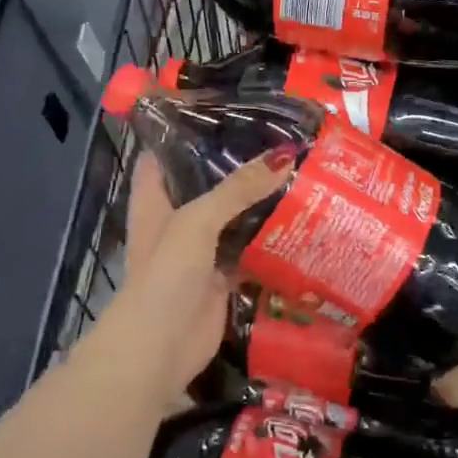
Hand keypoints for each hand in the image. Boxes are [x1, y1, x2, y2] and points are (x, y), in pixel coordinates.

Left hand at [77, 150, 292, 411]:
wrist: (158, 350)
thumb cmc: (164, 275)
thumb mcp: (197, 221)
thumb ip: (239, 189)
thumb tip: (286, 155)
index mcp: (156, 197)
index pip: (169, 150)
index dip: (192, 128)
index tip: (232, 108)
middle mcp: (176, 217)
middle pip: (208, 181)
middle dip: (240, 163)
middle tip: (283, 136)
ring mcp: (200, 248)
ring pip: (233, 215)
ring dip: (260, 199)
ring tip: (301, 169)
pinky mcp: (222, 276)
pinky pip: (249, 249)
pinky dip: (270, 238)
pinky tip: (302, 218)